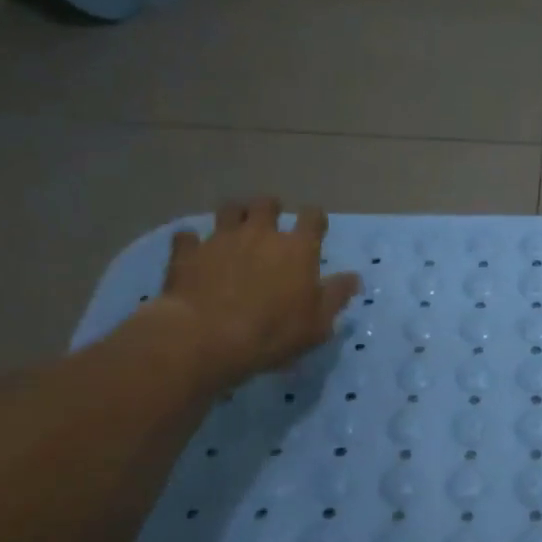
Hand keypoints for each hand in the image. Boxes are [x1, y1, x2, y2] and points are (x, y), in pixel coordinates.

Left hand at [154, 197, 360, 389]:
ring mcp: (221, 239)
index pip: (312, 218)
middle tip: (270, 224)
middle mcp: (260, 233)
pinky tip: (193, 251)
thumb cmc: (272, 332)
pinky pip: (187, 237)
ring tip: (234, 229)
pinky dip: (191, 242)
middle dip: (270, 209)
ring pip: (229, 210)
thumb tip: (354, 278)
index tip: (314, 227)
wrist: (206, 337)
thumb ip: (336, 297)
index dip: (314, 219)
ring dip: (234, 216)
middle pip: (266, 204)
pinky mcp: (188, 253)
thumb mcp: (317, 324)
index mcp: (297, 248)